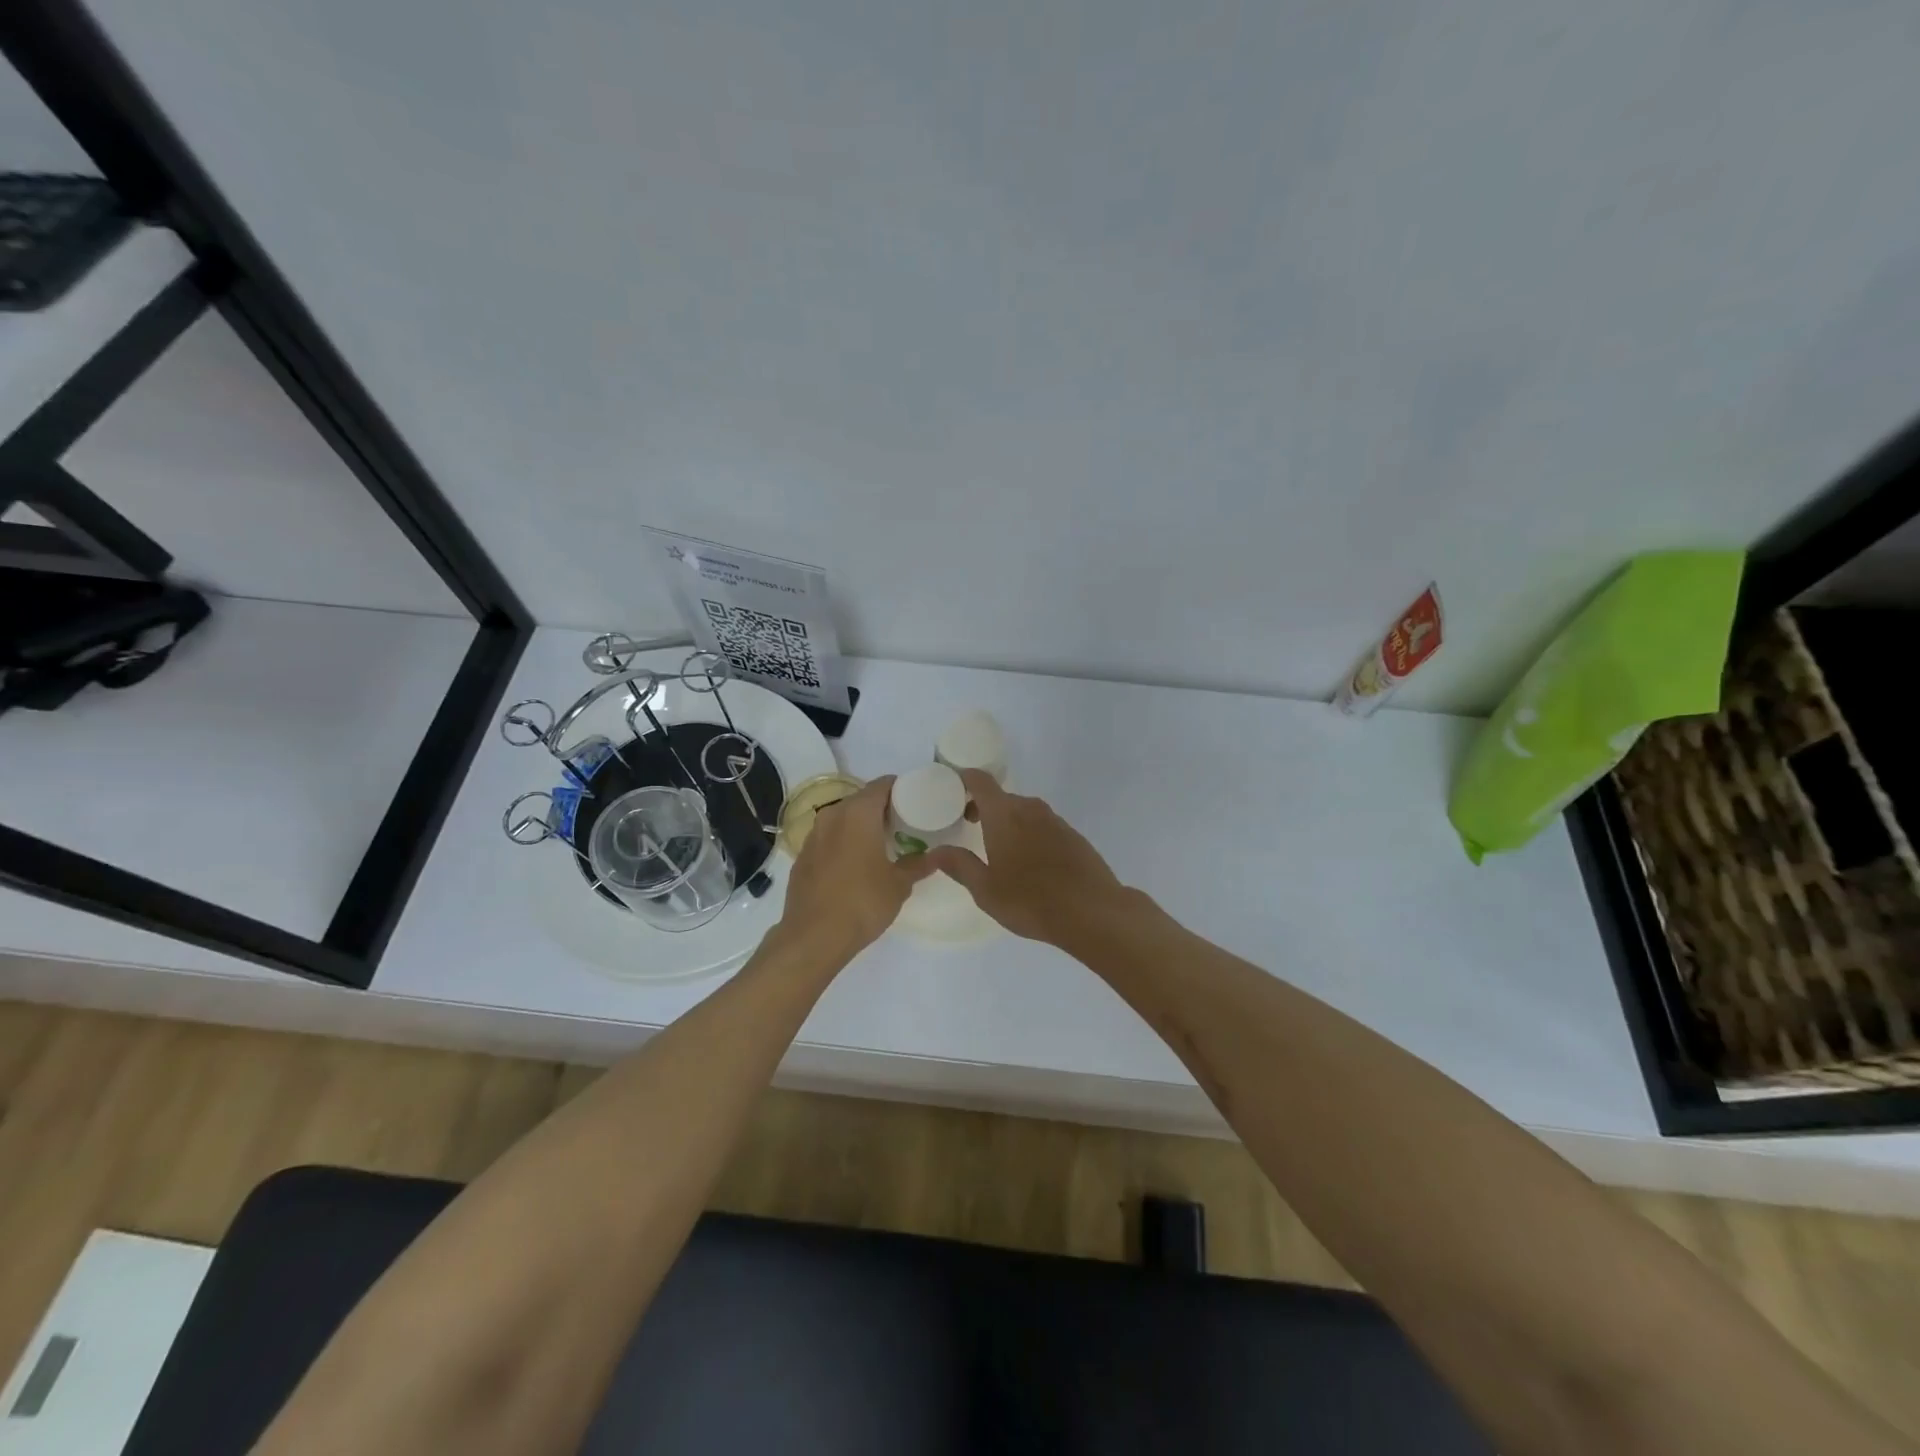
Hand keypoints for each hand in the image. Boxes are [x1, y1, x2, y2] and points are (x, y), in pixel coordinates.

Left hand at [777, 776, 934, 960]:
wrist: (813, 937)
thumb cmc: (862, 902)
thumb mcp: (899, 885)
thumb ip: (917, 865)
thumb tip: (935, 857)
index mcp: (858, 813)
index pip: (882, 785)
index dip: (900, 788)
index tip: (916, 801)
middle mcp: (833, 815)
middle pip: (861, 799)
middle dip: (882, 808)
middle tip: (903, 824)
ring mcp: (813, 836)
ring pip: (842, 818)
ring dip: (861, 825)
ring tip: (881, 844)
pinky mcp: (802, 856)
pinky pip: (829, 838)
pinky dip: (843, 842)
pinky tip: (855, 864)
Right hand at [925, 770, 1127, 946]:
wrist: (1093, 911)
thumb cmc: (1031, 900)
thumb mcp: (986, 890)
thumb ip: (959, 865)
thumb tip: (934, 852)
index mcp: (1004, 815)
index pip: (980, 781)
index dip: (963, 779)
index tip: (951, 791)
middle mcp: (1030, 809)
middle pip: (1001, 797)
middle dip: (982, 807)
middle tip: (968, 827)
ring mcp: (1055, 821)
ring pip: (1023, 812)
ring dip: (1007, 822)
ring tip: (998, 850)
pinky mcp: (1073, 836)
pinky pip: (1042, 825)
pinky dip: (1029, 834)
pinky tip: (1030, 863)